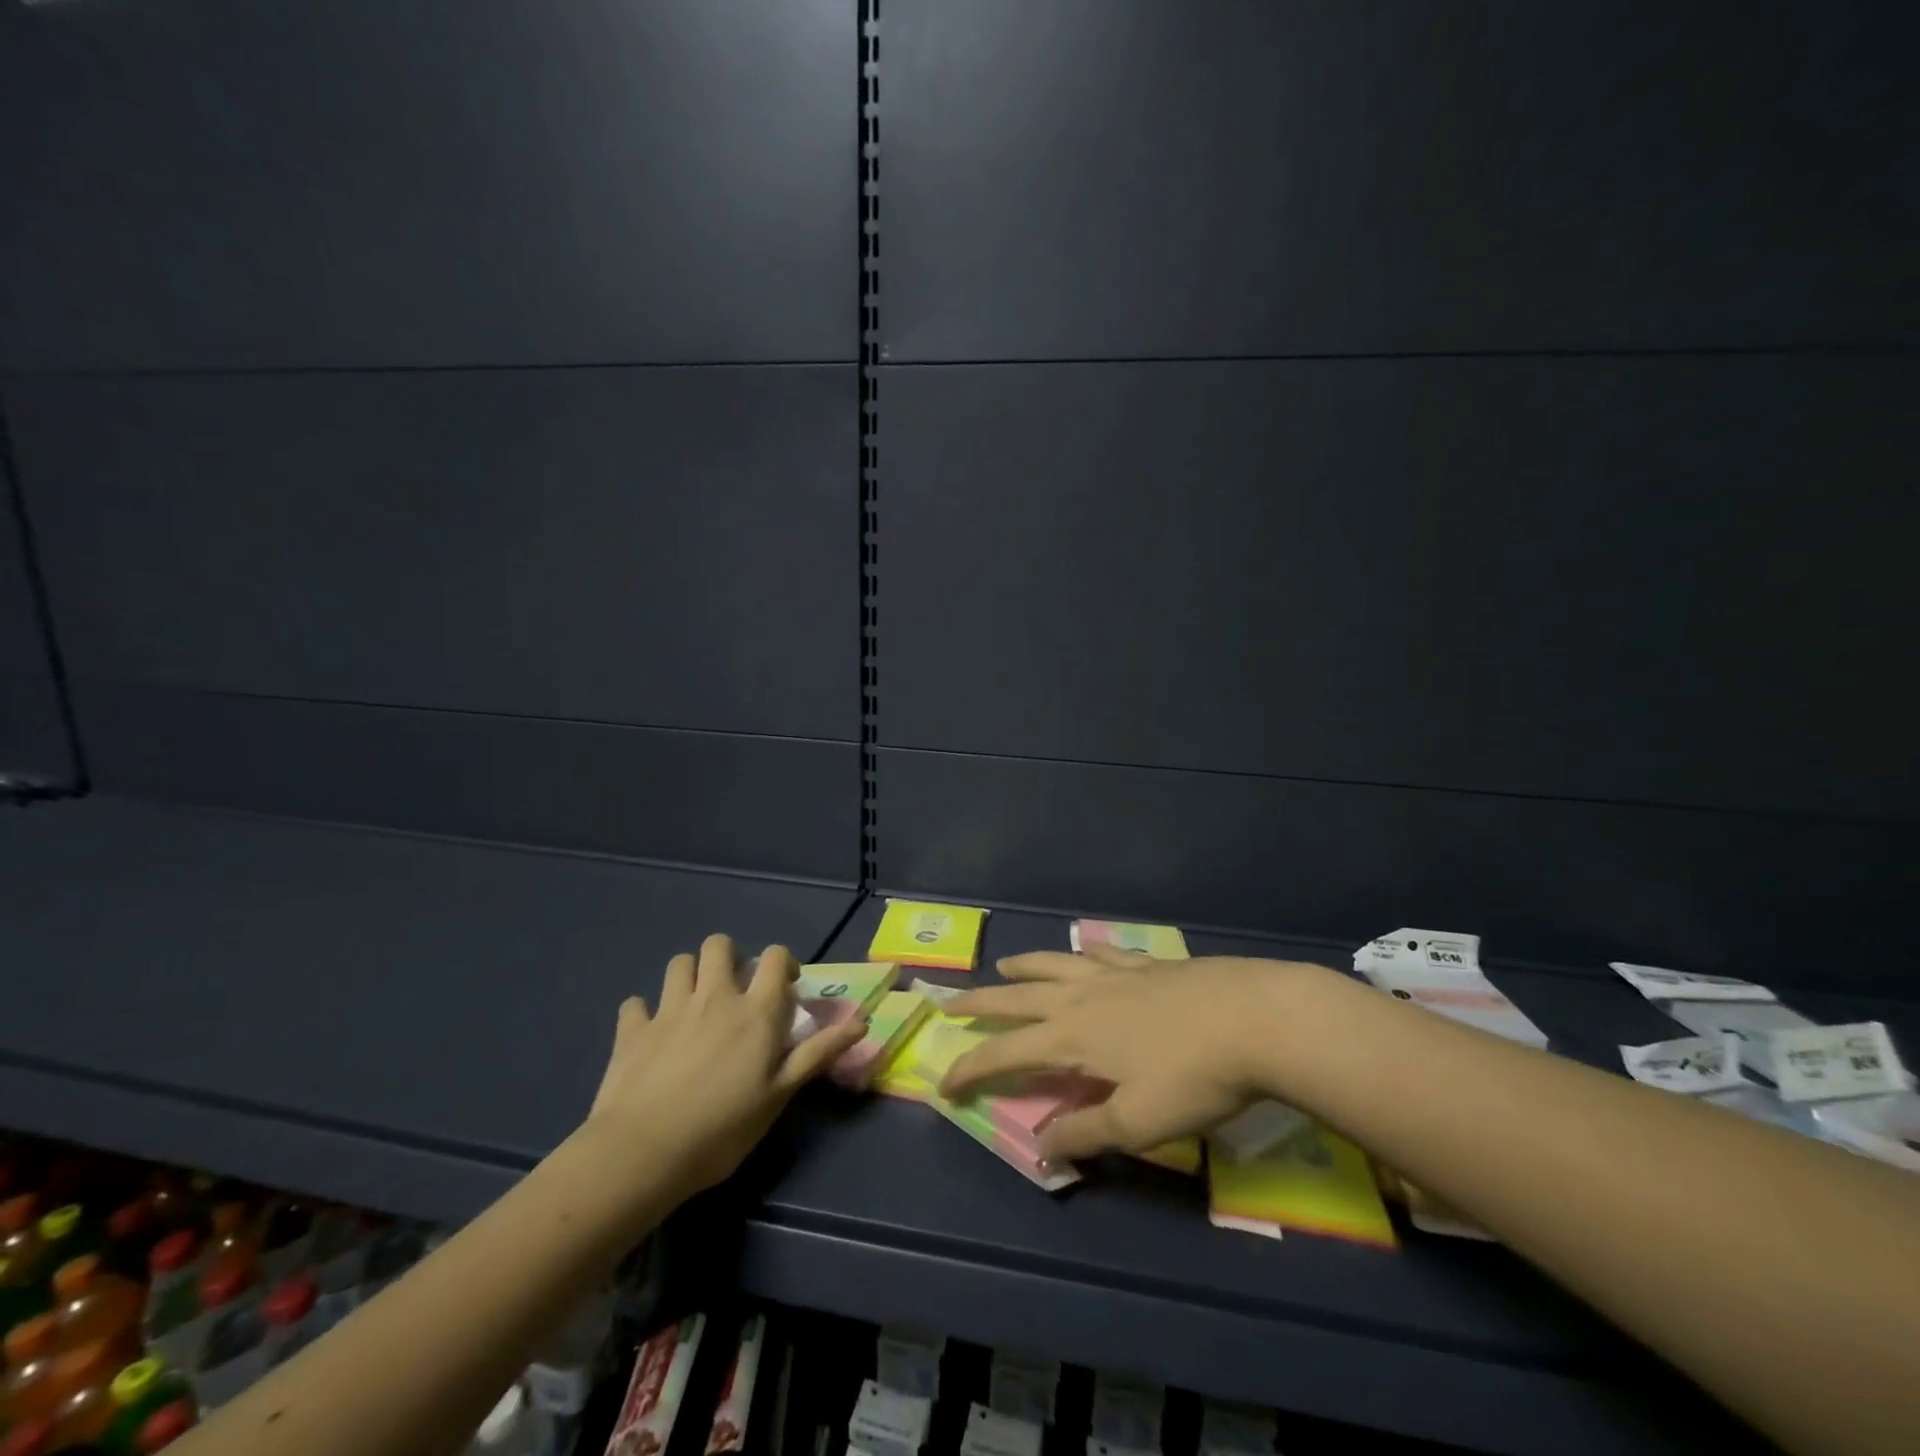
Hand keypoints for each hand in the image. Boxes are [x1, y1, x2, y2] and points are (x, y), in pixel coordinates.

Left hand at [587, 934, 865, 1194]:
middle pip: (719, 945)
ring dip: (689, 975)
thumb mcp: (780, 1095)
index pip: (775, 956)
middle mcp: (714, 996)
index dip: (781, 962)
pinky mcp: (631, 1029)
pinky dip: (644, 1012)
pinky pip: (635, 1004)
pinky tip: (649, 1033)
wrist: (642, 1153)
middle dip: (729, 956)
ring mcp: (669, 1009)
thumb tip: (863, 1020)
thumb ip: (818, 1052)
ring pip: (679, 963)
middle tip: (733, 989)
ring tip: (694, 1005)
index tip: (783, 987)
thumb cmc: (722, 1128)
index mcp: (755, 1010)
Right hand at [939, 947, 1333, 1161]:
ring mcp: (1116, 975)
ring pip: (1056, 964)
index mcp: (1073, 1037)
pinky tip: (1085, 948)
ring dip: (1025, 965)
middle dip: (982, 1001)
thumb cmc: (1192, 1076)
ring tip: (1006, 963)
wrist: (1253, 1018)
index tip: (944, 1082)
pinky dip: (1085, 951)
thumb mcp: (1138, 1121)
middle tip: (951, 1001)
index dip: (971, 1068)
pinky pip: (1104, 953)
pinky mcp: (1148, 964)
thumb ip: (1086, 1131)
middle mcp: (1083, 998)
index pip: (1006, 1054)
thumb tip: (1041, 1145)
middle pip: (1019, 996)